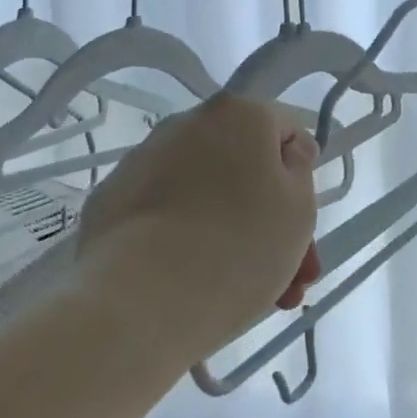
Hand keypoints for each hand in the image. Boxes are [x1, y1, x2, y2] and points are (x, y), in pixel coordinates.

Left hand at [75, 95, 320, 359]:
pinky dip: (185, 240)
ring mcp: (142, 162)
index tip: (306, 228)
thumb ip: (301, 168)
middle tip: (290, 280)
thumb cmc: (239, 247)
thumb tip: (287, 149)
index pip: (287, 132)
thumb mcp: (299, 208)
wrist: (139, 303)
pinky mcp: (110, 201)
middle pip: (245, 168)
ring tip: (252, 298)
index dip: (303, 178)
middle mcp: (186, 124)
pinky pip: (166, 214)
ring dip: (234, 235)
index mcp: (238, 114)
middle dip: (273, 222)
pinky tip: (197, 284)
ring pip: (207, 195)